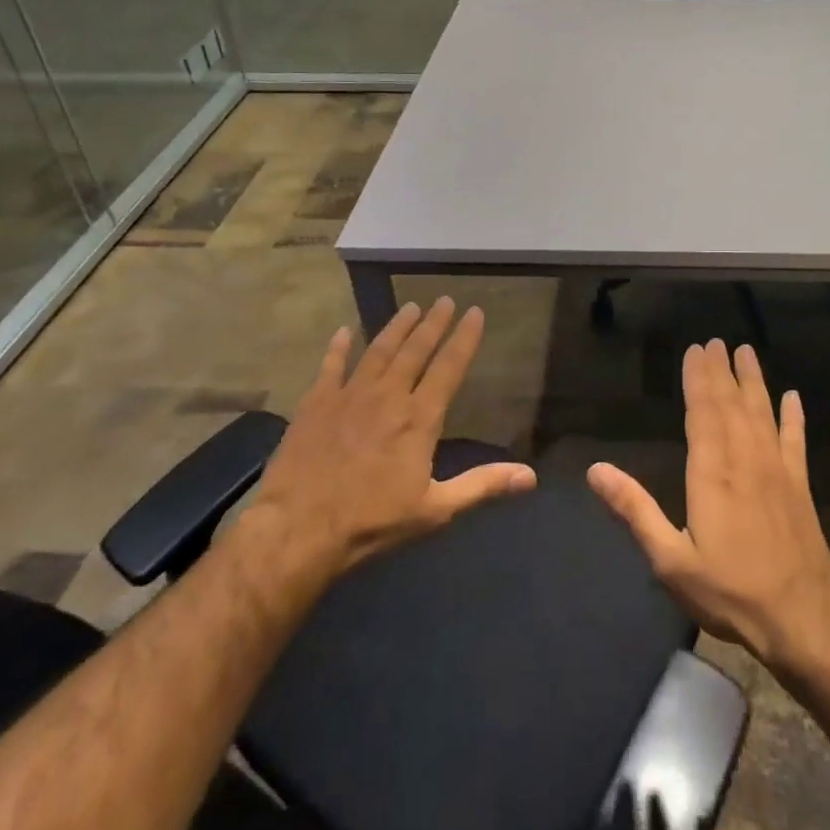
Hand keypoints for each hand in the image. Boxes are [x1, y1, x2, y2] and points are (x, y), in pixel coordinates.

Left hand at [243, 298, 536, 585]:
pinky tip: (342, 332)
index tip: (475, 312)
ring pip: (378, 350)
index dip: (464, 339)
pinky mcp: (316, 403)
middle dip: (433, 323)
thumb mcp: (434, 509)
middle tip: (444, 300)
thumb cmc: (371, 522)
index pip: (449, 368)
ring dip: (395, 328)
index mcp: (419, 418)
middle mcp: (388, 396)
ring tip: (410, 308)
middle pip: (415, 350)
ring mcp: (349, 395)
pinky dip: (337, 348)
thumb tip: (531, 477)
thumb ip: (482, 486)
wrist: (298, 528)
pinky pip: (330, 366)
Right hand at [587, 339, 829, 677]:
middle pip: (731, 404)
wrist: (800, 618)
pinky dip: (794, 417)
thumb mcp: (670, 559)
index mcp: (711, 473)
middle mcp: (744, 460)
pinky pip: (795, 440)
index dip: (698, 380)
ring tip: (746, 352)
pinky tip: (793, 397)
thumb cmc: (728, 590)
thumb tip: (596, 470)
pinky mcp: (800, 485)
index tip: (695, 350)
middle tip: (716, 341)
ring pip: (762, 413)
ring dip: (754, 381)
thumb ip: (635, 510)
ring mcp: (777, 470)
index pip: (702, 413)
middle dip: (721, 371)